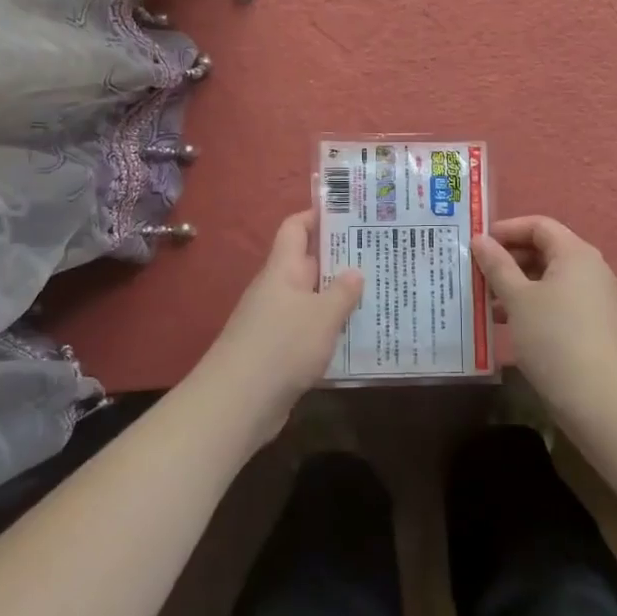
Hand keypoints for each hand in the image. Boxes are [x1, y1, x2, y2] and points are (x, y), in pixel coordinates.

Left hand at [200, 210, 362, 438]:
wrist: (238, 402)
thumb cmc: (282, 346)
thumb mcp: (322, 315)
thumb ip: (342, 292)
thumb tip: (355, 271)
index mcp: (282, 269)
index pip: (296, 227)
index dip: (319, 215)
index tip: (351, 213)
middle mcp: (277, 288)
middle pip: (308, 262)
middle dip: (340, 257)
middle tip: (379, 252)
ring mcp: (275, 320)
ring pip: (311, 297)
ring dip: (338, 296)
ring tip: (376, 292)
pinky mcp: (278, 350)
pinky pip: (308, 328)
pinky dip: (329, 327)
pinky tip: (356, 334)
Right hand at [472, 215, 616, 411]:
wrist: (597, 397)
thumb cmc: (553, 336)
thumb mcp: (517, 298)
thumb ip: (497, 265)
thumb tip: (479, 240)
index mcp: (575, 253)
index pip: (539, 225)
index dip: (506, 229)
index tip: (477, 244)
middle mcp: (589, 269)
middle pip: (544, 250)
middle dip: (508, 259)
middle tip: (476, 273)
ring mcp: (594, 298)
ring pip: (548, 278)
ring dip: (516, 284)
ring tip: (485, 300)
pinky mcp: (592, 323)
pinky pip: (556, 301)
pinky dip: (531, 304)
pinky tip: (506, 322)